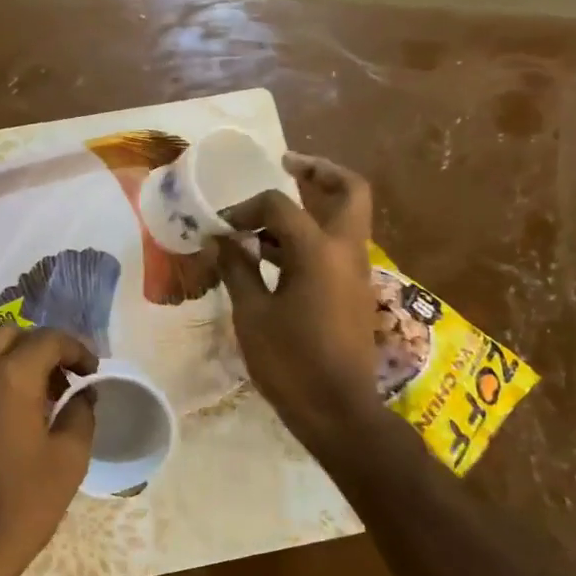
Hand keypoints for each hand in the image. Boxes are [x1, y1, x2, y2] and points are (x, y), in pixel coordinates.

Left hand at [0, 326, 97, 575]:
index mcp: (8, 378)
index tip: (92, 371)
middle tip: (61, 380)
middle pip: (6, 336)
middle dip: (38, 348)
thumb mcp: (68, 463)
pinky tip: (0, 434)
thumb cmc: (19, 508)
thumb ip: (80, 415)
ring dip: (11, 369)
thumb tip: (82, 394)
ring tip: (36, 408)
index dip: (76, 348)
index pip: (47, 339)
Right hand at [214, 153, 384, 451]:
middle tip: (287, 164)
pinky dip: (312, 237)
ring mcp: (355, 272)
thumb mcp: (252, 315)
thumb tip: (220, 239)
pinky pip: (336, 247)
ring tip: (268, 218)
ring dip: (313, 207)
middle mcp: (346, 251)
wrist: (338, 411)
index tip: (220, 227)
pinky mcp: (353, 291)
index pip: (279, 206)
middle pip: (349, 191)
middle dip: (319, 172)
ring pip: (345, 219)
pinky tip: (275, 256)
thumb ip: (236, 269)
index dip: (245, 208)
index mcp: (319, 252)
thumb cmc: (291, 363)